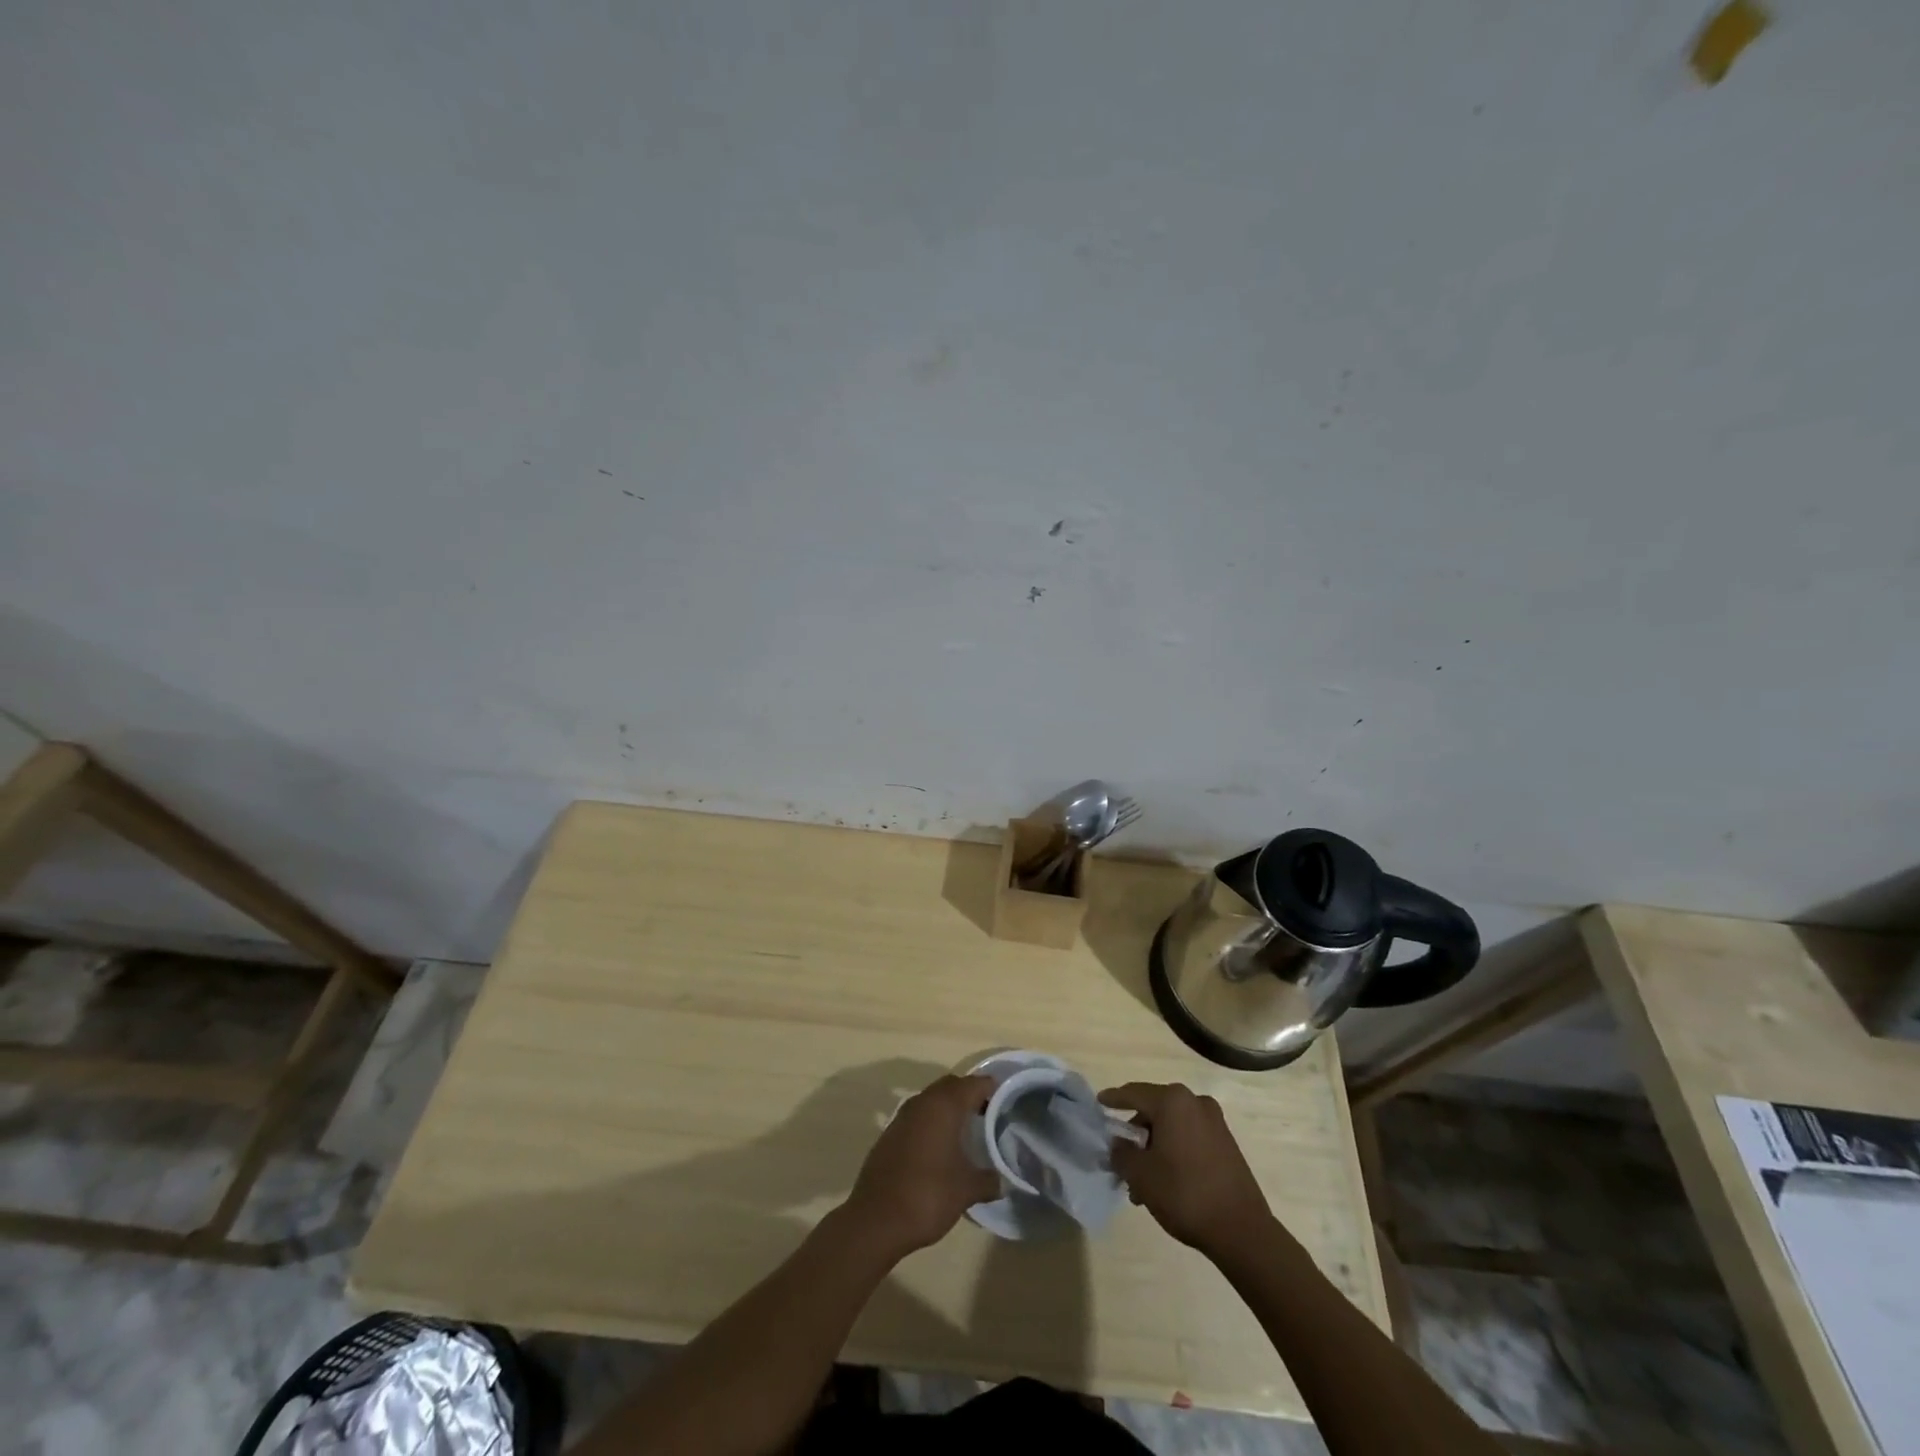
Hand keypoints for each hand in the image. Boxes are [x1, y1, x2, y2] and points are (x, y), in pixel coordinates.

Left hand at [844, 1074, 1000, 1259]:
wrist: (876, 1219)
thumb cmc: (928, 1195)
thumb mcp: (966, 1190)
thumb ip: (989, 1180)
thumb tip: (1003, 1180)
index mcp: (944, 1106)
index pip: (974, 1084)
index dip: (992, 1089)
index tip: (1007, 1101)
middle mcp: (923, 1102)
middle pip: (952, 1086)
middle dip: (970, 1094)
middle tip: (989, 1114)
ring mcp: (903, 1116)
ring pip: (932, 1099)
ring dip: (949, 1108)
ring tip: (967, 1131)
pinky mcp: (890, 1132)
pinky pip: (918, 1116)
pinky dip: (932, 1122)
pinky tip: (940, 1147)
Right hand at [1100, 1082, 1275, 1258]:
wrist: (1242, 1230)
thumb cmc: (1184, 1193)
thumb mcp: (1141, 1175)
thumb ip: (1121, 1153)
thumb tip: (1118, 1143)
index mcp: (1172, 1101)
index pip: (1133, 1092)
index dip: (1113, 1098)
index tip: (1099, 1102)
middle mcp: (1194, 1102)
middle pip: (1154, 1109)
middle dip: (1135, 1133)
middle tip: (1121, 1158)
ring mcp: (1214, 1122)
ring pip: (1172, 1126)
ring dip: (1154, 1147)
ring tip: (1142, 1181)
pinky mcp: (1226, 1142)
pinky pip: (1189, 1137)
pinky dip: (1173, 1150)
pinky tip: (1165, 1180)